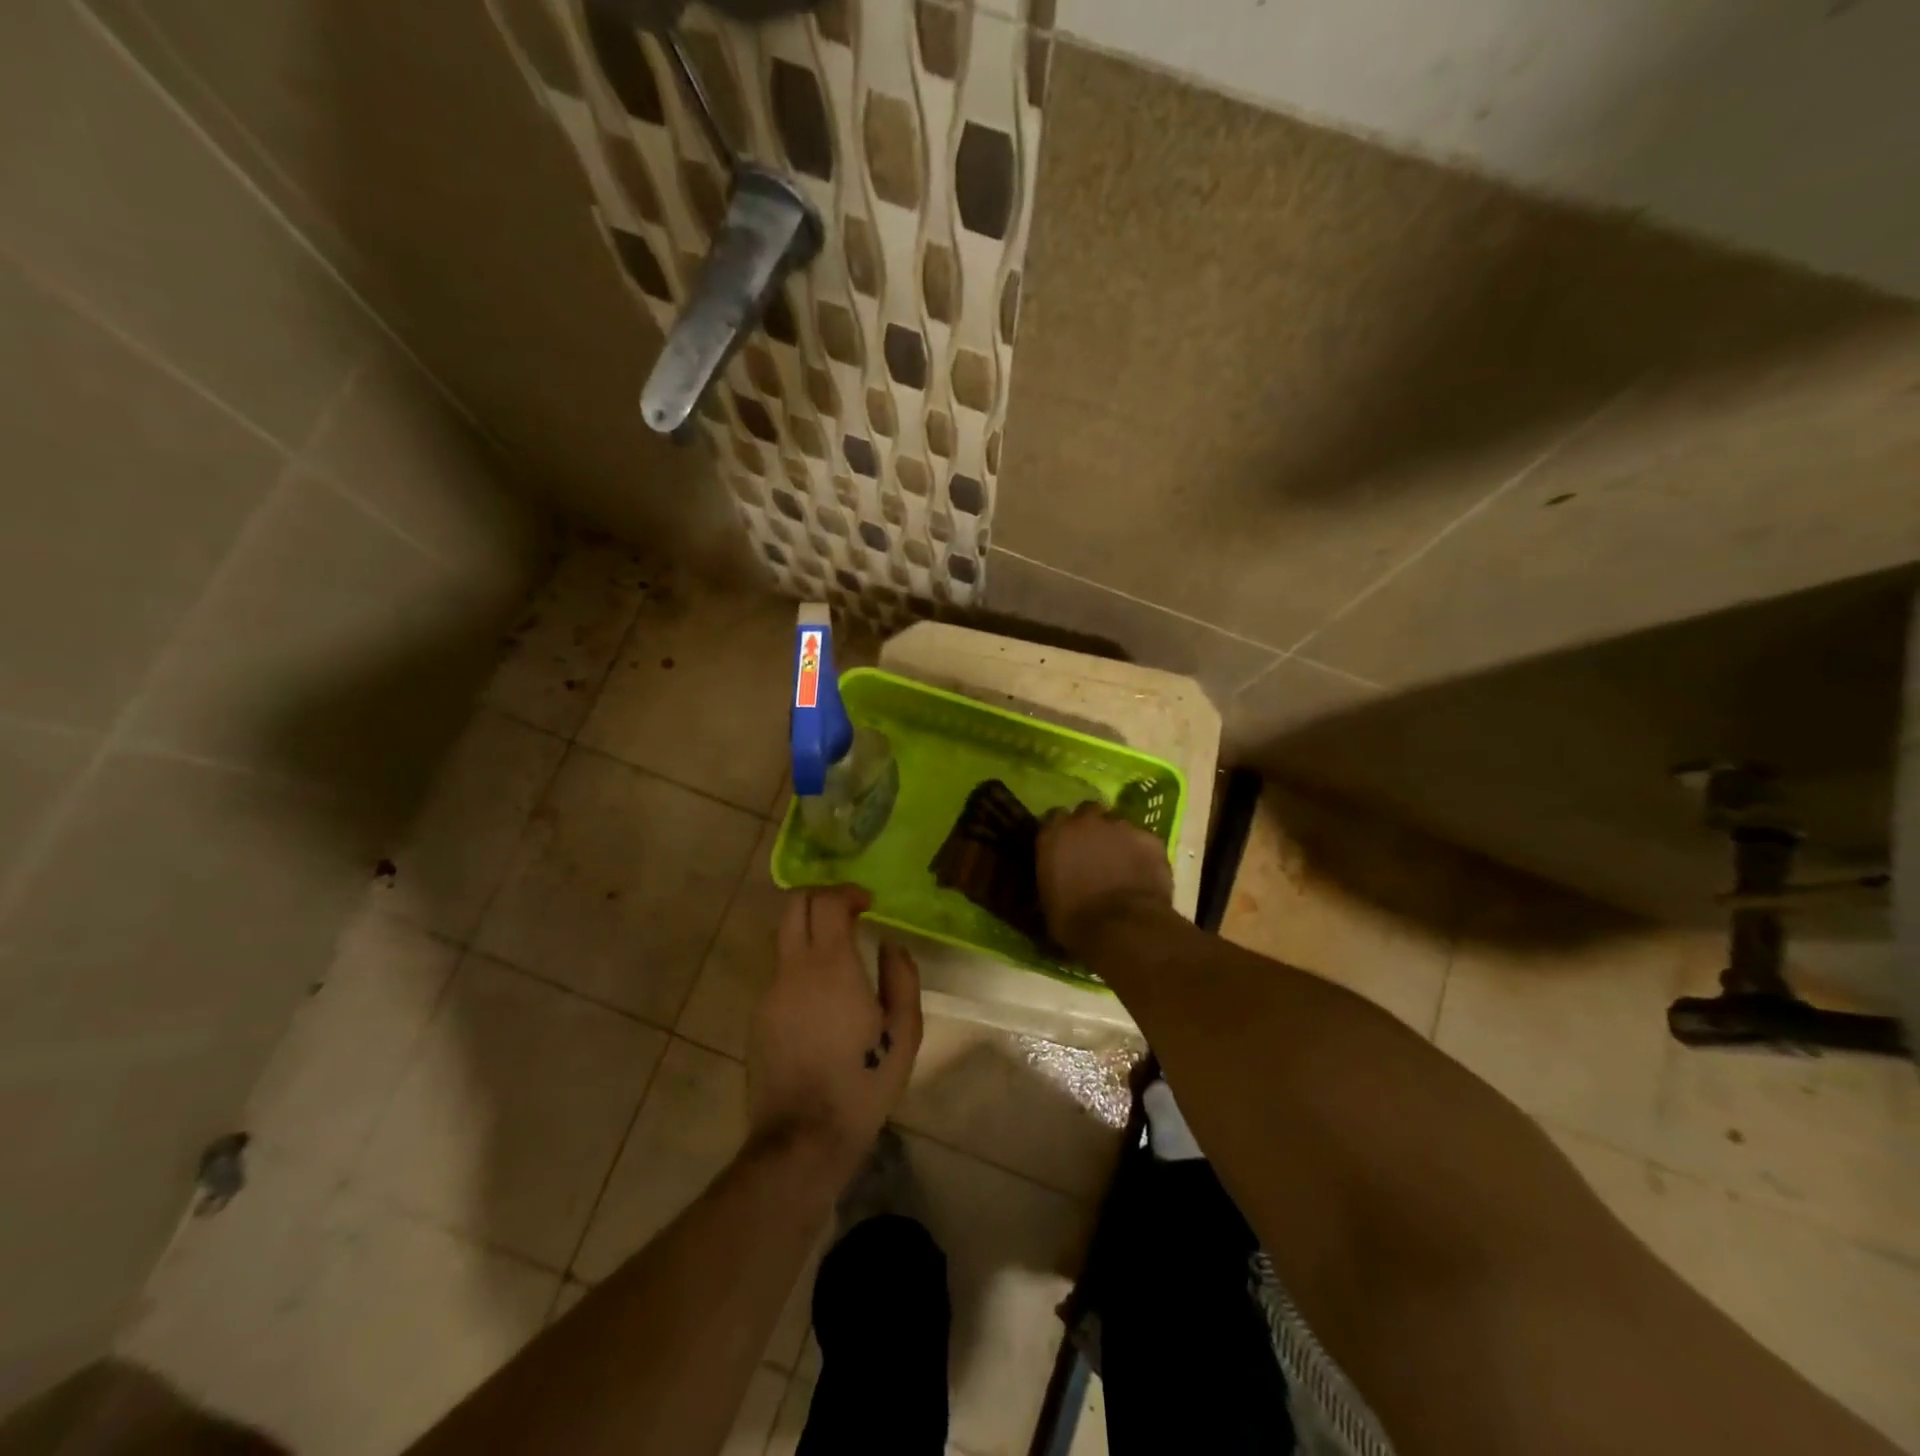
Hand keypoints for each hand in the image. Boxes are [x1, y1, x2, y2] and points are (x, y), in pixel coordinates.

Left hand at [747, 886, 922, 1176]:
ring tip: (839, 954)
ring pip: (783, 937)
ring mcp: (770, 992)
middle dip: (820, 896)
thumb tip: (890, 945)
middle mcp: (793, 969)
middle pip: (793, 905)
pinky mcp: (758, 1015)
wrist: (803, 1138)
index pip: (827, 902)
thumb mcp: (904, 1032)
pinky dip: (800, 965)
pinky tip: (822, 998)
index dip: (847, 891)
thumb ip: (902, 978)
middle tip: (848, 911)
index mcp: (831, 966)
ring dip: (809, 930)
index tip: (868, 903)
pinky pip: (780, 972)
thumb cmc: (863, 1083)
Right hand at [1038, 802, 1173, 954]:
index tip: (1063, 848)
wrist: (1123, 928)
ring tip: (1121, 865)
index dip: (1061, 833)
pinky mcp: (1150, 838)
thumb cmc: (1074, 921)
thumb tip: (1057, 877)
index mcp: (1054, 833)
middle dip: (1090, 829)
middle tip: (1093, 852)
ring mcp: (1121, 826)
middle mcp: (1085, 820)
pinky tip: (1143, 873)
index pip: (1053, 818)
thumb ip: (1051, 874)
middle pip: (1088, 813)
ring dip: (1117, 839)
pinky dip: (1142, 853)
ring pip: (1118, 825)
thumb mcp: (1048, 900)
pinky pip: (1143, 841)